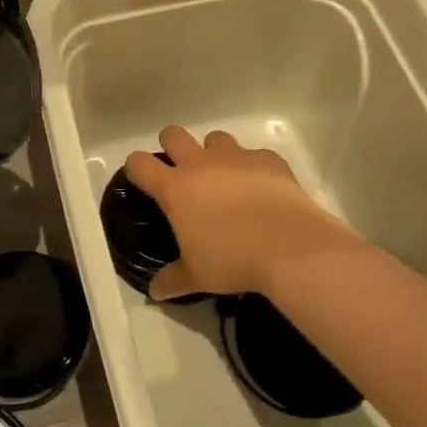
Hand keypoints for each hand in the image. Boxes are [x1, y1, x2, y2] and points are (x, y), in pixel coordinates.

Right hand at [125, 126, 362, 299]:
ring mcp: (236, 158)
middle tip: (182, 172)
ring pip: (215, 138)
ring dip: (215, 153)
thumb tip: (155, 291)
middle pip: (173, 134)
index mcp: (175, 188)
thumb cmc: (232, 261)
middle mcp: (201, 164)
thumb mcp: (197, 276)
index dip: (136, 168)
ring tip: (225, 179)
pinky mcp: (269, 160)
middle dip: (172, 146)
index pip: (139, 163)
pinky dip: (254, 167)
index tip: (142, 180)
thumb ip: (173, 279)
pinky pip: (255, 154)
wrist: (290, 248)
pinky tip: (263, 189)